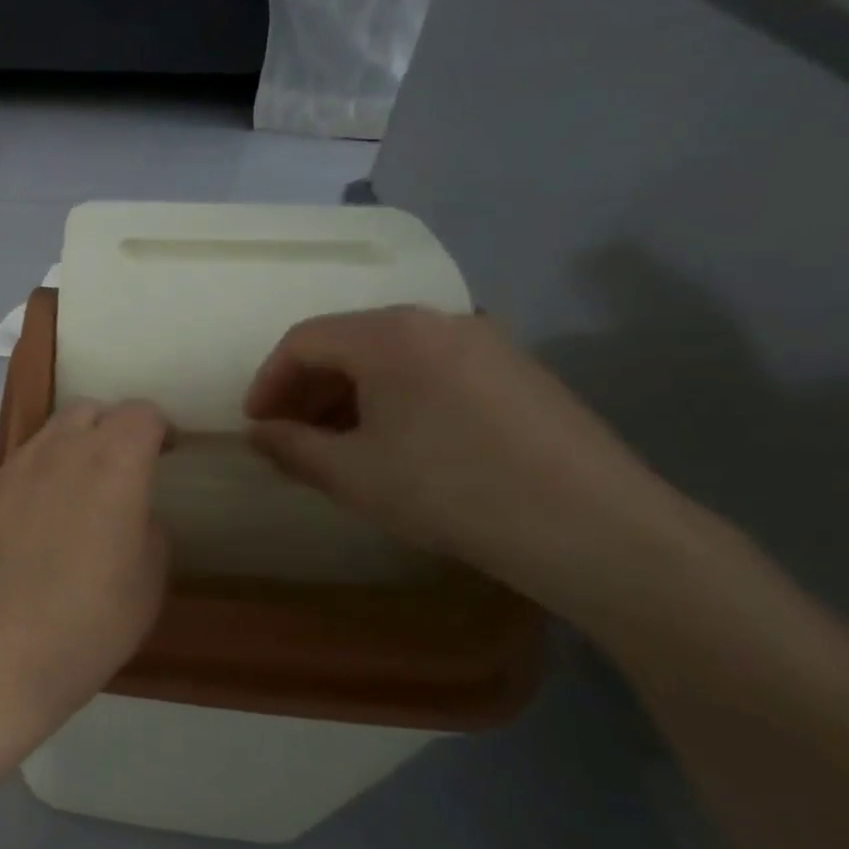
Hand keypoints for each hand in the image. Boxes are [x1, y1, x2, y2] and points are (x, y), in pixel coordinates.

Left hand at [0, 400, 170, 747]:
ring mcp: (15, 469)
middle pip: (90, 410)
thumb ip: (149, 531)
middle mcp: (60, 451)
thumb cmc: (84, 625)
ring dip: (77, 443)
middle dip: (115, 426)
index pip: (140, 414)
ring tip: (87, 488)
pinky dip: (46, 467)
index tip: (169, 452)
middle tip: (129, 465)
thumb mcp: (146, 585)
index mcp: (112, 464)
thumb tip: (133, 514)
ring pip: (52, 430)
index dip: (160, 427)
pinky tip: (47, 513)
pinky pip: (25, 460)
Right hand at [244, 308, 691, 611]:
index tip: (255, 425)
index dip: (268, 382)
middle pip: (349, 343)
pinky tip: (400, 446)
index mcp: (391, 333)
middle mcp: (438, 321)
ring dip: (351, 397)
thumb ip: (291, 447)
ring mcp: (486, 342)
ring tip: (340, 447)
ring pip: (393, 358)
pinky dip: (397, 400)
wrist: (594, 528)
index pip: (304, 340)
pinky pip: (434, 372)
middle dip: (308, 391)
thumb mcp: (352, 474)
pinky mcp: (519, 371)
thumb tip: (257, 434)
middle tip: (292, 439)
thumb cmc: (449, 490)